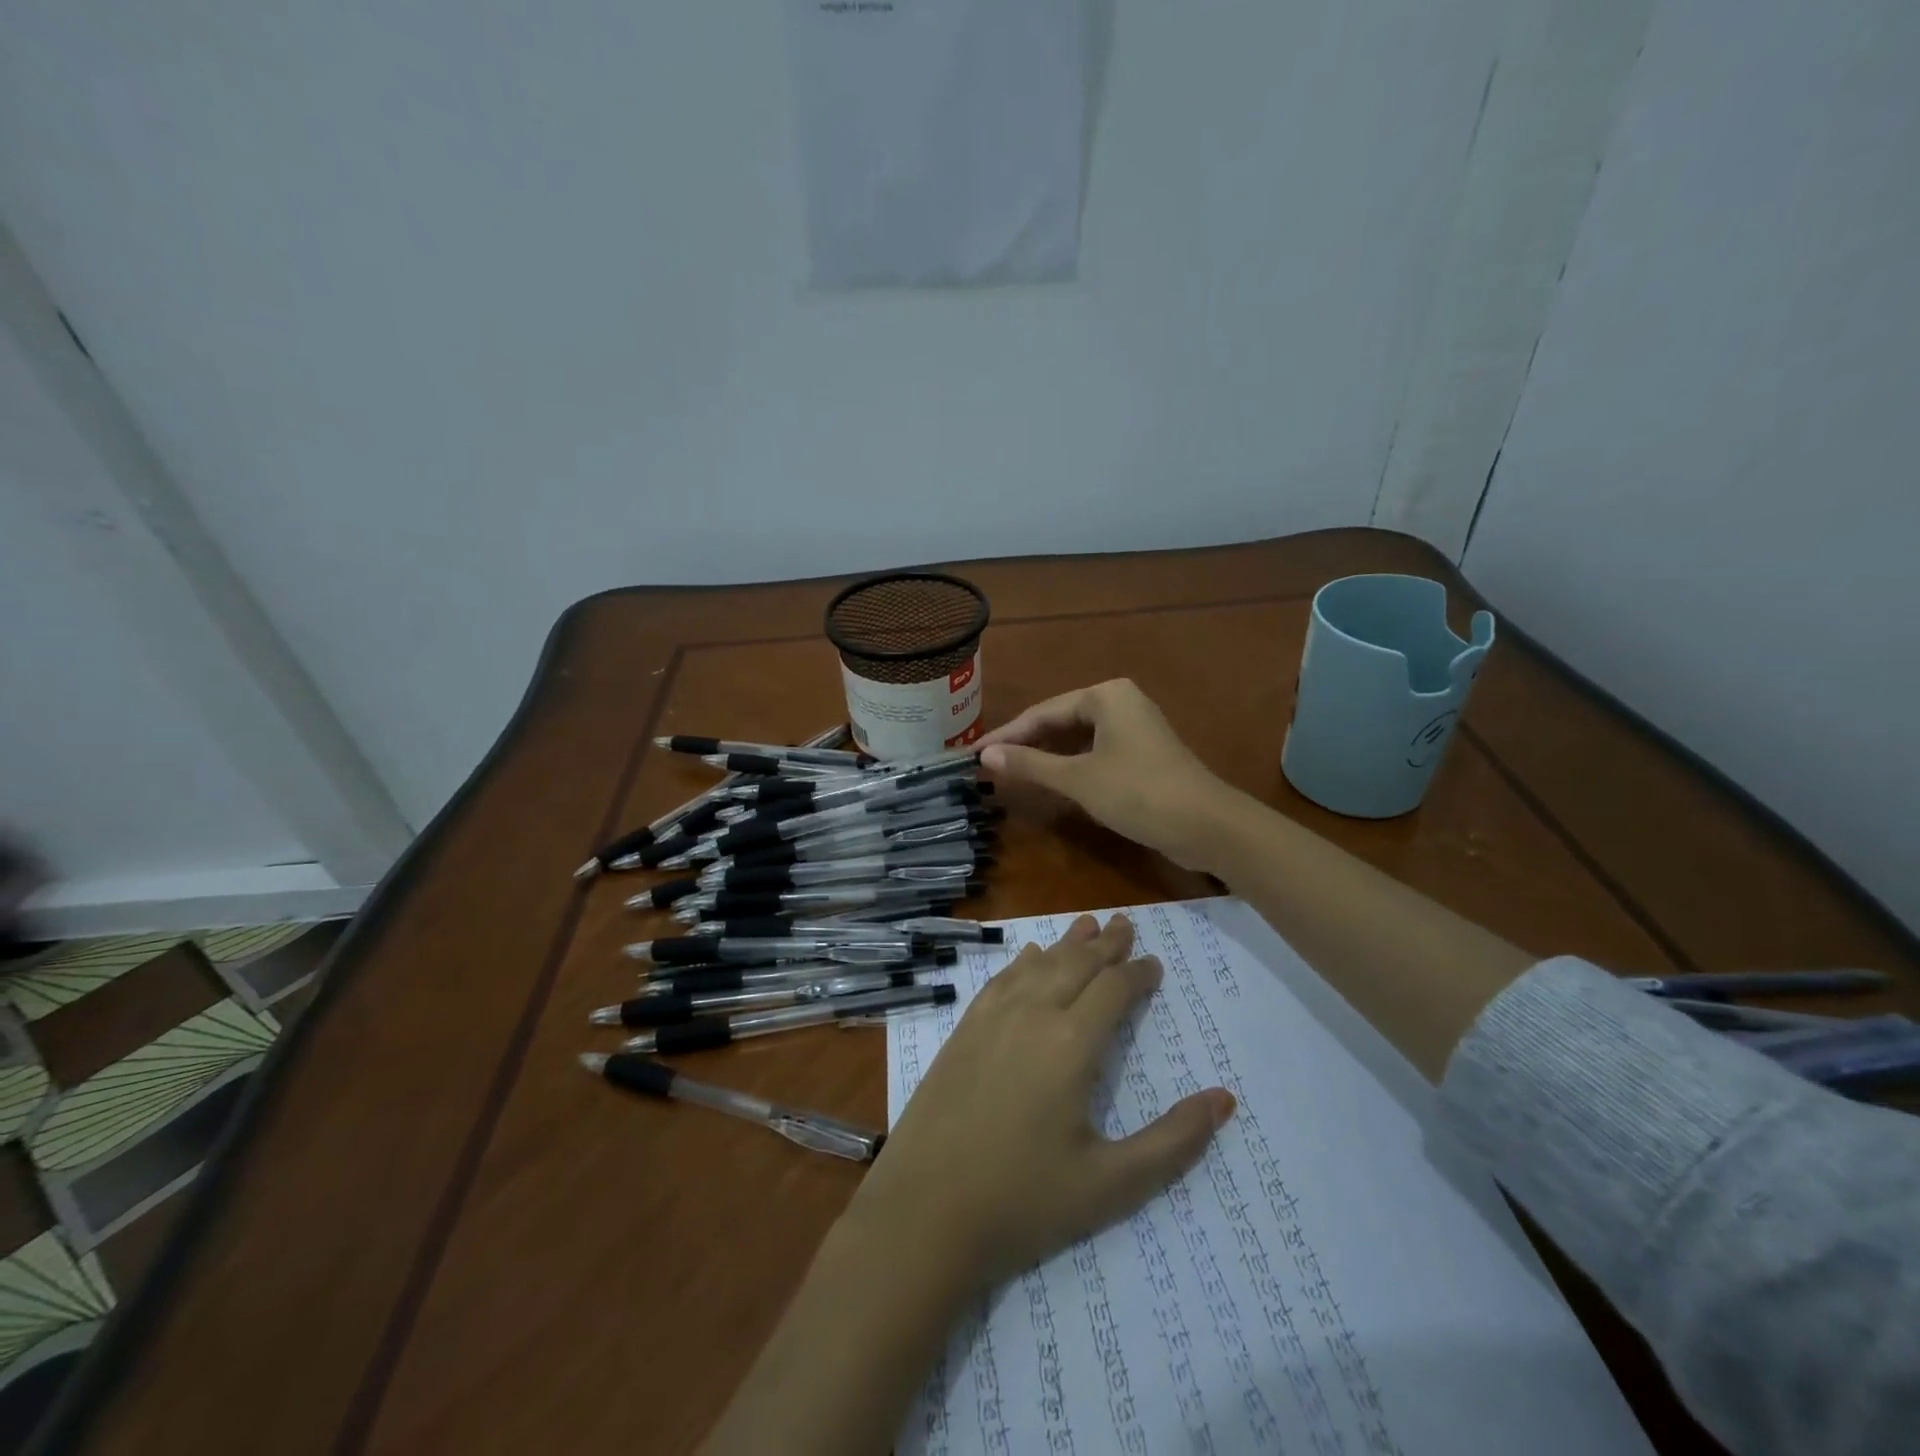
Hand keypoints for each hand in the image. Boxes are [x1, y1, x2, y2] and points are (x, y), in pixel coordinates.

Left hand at [850, 914, 1234, 1288]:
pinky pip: (1001, 980)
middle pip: (1075, 964)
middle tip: (1125, 923)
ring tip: (1087, 924)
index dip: (1137, 972)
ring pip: (1038, 964)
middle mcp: (1032, 1015)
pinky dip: (1023, 962)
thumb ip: (1173, 1141)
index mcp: (1071, 1044)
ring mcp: (991, 1018)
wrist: (925, 1210)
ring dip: (1066, 944)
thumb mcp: (1111, 1185)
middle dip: (1105, 944)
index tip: (1154, 964)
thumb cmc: (1023, 1201)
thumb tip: (1224, 1099)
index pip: (1113, 989)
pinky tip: (1028, 956)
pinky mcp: (962, 1030)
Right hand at [979, 679, 1242, 870]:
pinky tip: (1052, 781)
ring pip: (1078, 738)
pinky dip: (1071, 765)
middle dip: (1026, 743)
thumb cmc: (1138, 793)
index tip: (974, 754)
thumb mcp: (1077, 779)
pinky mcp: (1143, 753)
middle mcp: (1121, 702)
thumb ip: (1030, 765)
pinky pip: (1095, 751)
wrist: (1207, 825)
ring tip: (1012, 772)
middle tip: (989, 764)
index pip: (1043, 712)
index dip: (1007, 735)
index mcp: (1105, 695)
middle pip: (1060, 721)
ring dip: (1047, 756)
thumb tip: (984, 755)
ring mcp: (1135, 728)